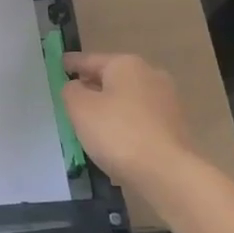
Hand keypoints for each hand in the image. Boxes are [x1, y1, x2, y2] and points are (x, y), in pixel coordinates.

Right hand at [61, 51, 198, 187]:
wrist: (167, 172)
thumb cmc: (117, 132)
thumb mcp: (79, 108)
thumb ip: (71, 91)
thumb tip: (77, 87)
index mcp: (126, 65)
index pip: (90, 59)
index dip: (72, 63)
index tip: (59, 64)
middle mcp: (151, 76)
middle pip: (112, 77)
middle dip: (92, 85)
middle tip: (71, 96)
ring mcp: (166, 102)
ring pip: (127, 98)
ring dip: (109, 106)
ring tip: (89, 121)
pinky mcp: (174, 127)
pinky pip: (139, 118)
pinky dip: (124, 123)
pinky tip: (112, 138)